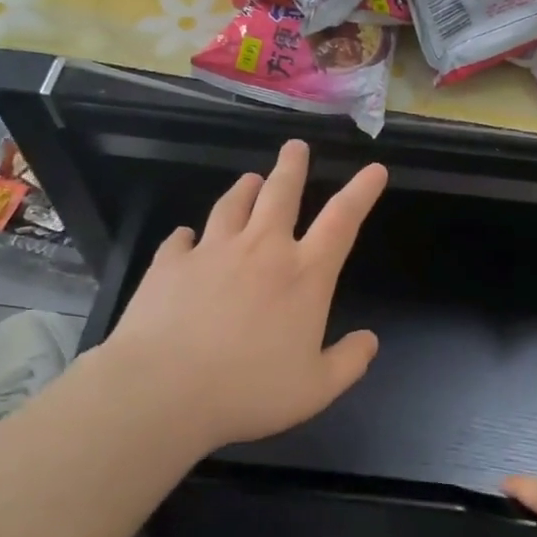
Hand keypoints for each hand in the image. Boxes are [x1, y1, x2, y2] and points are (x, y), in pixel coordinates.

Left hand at [93, 141, 386, 455]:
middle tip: (294, 145)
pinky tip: (188, 236)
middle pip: (281, 193)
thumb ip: (349, 362)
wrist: (162, 390)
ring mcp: (212, 251)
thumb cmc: (248, 390)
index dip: (362, 191)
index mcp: (303, 275)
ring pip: (232, 205)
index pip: (342, 220)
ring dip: (245, 189)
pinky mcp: (170, 263)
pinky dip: (189, 235)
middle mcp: (261, 250)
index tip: (374, 169)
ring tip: (251, 179)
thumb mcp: (316, 389)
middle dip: (291, 166)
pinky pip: (182, 238)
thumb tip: (370, 340)